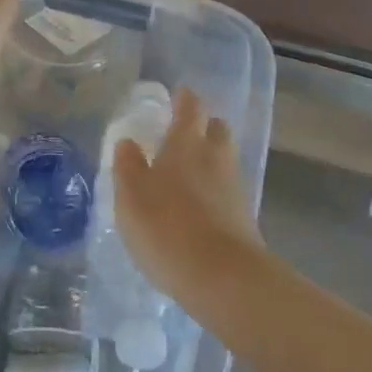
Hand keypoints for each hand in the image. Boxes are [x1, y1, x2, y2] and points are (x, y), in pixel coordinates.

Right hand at [113, 88, 268, 311]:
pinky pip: (226, 188)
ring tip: (185, 172)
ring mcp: (233, 186)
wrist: (222, 277)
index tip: (177, 94)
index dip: (184, 98)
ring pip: (223, 159)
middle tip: (181, 134)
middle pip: (216, 129)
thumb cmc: (166, 227)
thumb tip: (129, 142)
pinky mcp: (243, 215)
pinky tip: (197, 205)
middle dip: (202, 126)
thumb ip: (128, 166)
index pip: (190, 107)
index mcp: (186, 143)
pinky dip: (213, 188)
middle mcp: (215, 156)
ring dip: (208, 158)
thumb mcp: (131, 196)